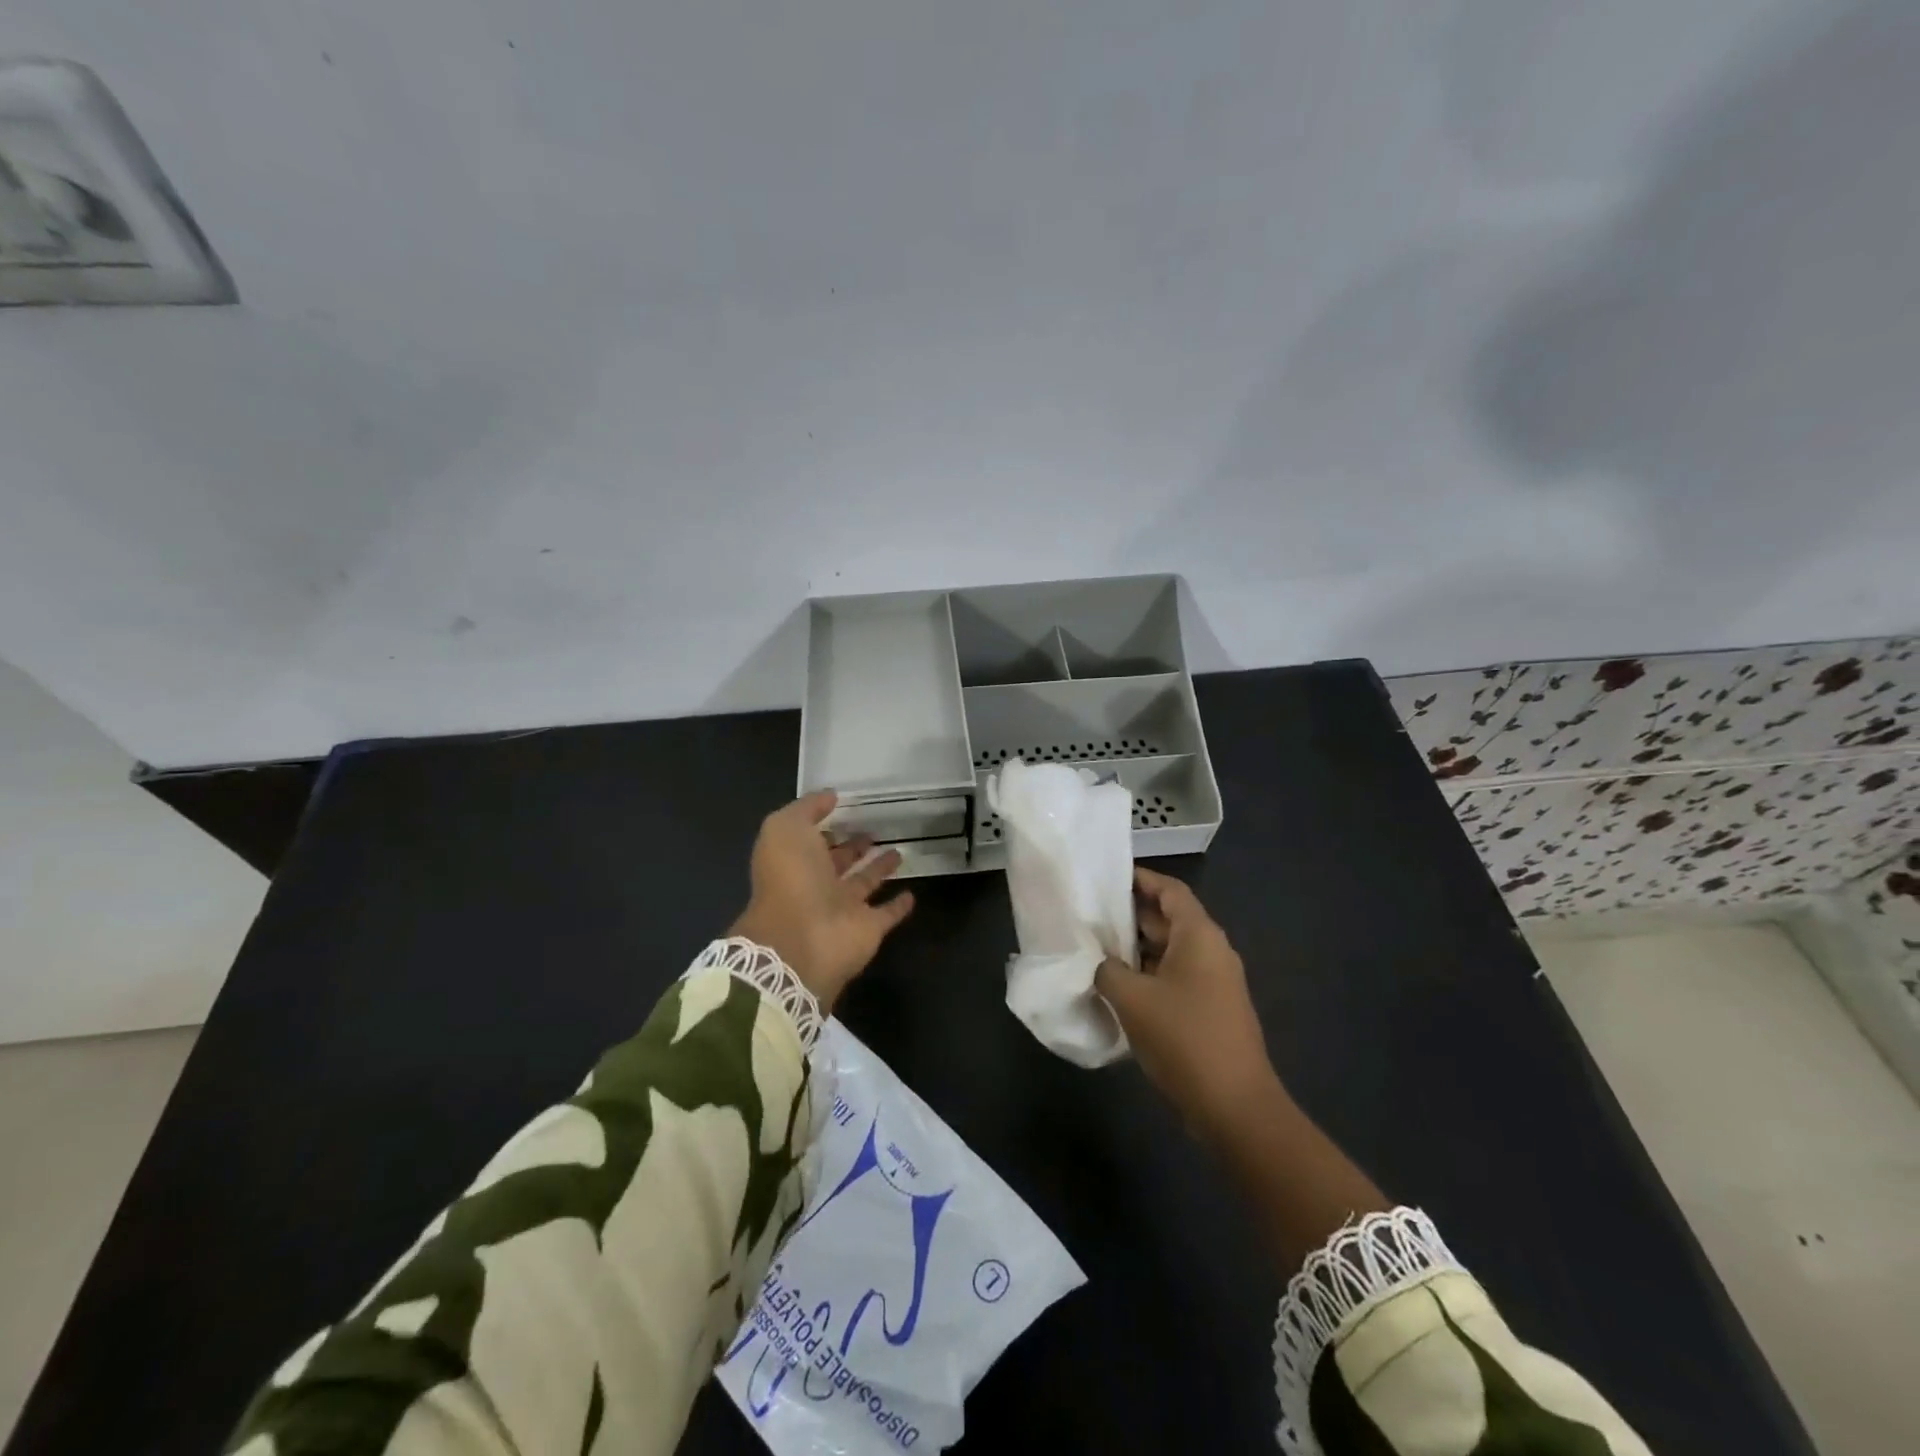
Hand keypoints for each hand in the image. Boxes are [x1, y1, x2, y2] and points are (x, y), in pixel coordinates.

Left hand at [730, 791, 915, 1009]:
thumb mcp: (786, 828)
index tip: (846, 808)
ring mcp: (844, 909)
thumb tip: (831, 796)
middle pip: (838, 862)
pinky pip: (887, 914)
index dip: (824, 825)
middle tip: (874, 830)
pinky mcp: (868, 929)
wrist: (800, 940)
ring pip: (864, 883)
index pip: (811, 840)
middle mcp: (817, 885)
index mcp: (794, 861)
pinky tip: (911, 894)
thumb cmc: (791, 878)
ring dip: (878, 869)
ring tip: (898, 851)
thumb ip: (807, 808)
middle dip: (853, 846)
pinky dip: (898, 906)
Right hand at [1095, 867, 1278, 1144]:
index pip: (1170, 890)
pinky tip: (1119, 987)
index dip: (1140, 879)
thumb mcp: (1133, 998)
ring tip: (1096, 948)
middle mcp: (1212, 951)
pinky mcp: (1211, 1010)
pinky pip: (1176, 977)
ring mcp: (1215, 982)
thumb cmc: (1184, 1038)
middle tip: (1090, 914)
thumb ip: (1108, 970)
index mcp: (1199, 936)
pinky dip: (1149, 974)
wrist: (1235, 1106)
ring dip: (1137, 949)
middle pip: (1170, 919)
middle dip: (1131, 915)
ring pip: (1171, 951)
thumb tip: (1101, 963)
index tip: (1107, 877)